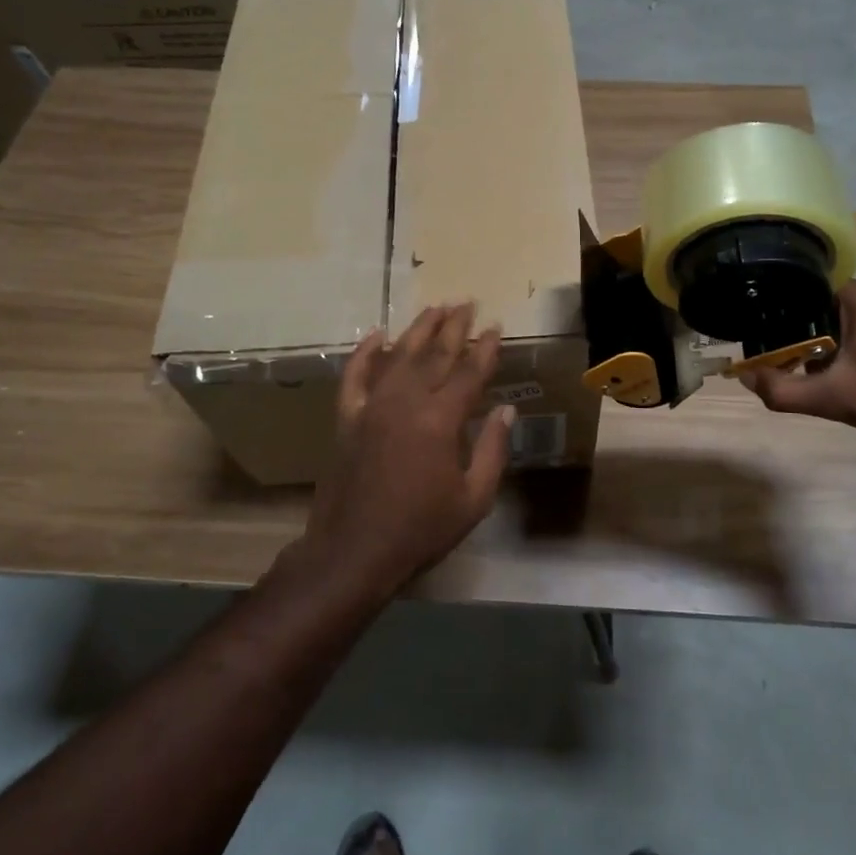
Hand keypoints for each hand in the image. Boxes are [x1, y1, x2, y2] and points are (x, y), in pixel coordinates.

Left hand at [307, 302, 514, 593]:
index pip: (469, 372)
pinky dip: (365, 352)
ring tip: (436, 307)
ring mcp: (373, 406)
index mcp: (441, 420)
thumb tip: (508, 410)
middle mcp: (407, 402)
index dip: (485, 348)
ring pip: (399, 355)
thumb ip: (492, 449)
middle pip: (435, 354)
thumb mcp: (473, 499)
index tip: (496, 327)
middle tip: (468, 303)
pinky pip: (355, 376)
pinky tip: (378, 335)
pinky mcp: (347, 418)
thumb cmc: (421, 530)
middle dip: (455, 327)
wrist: (354, 552)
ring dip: (419, 329)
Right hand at [739, 280, 855, 450]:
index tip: (766, 337)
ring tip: (811, 367)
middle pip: (823, 302)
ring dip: (826, 339)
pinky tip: (844, 369)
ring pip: (844, 314)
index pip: (806, 289)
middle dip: (803, 331)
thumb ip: (782, 390)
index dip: (781, 313)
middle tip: (787, 360)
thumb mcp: (831, 399)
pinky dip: (848, 341)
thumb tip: (744, 378)